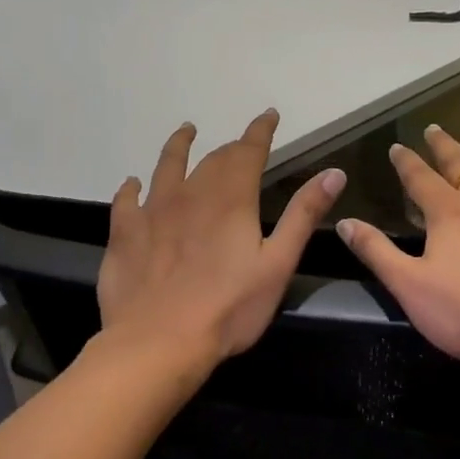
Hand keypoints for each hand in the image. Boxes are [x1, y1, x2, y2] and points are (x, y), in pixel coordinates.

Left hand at [98, 110, 346, 363]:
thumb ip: (303, 215)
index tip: (268, 115)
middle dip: (230, 147)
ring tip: (185, 131)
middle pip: (212, 160)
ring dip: (178, 146)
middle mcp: (191, 194)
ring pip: (166, 166)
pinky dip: (132, 188)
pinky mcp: (125, 233)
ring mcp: (153, 211)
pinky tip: (133, 185)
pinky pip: (126, 200)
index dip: (260, 130)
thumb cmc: (229, 308)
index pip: (248, 151)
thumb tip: (334, 172)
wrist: (158, 343)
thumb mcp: (278, 264)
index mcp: (231, 199)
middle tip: (239, 144)